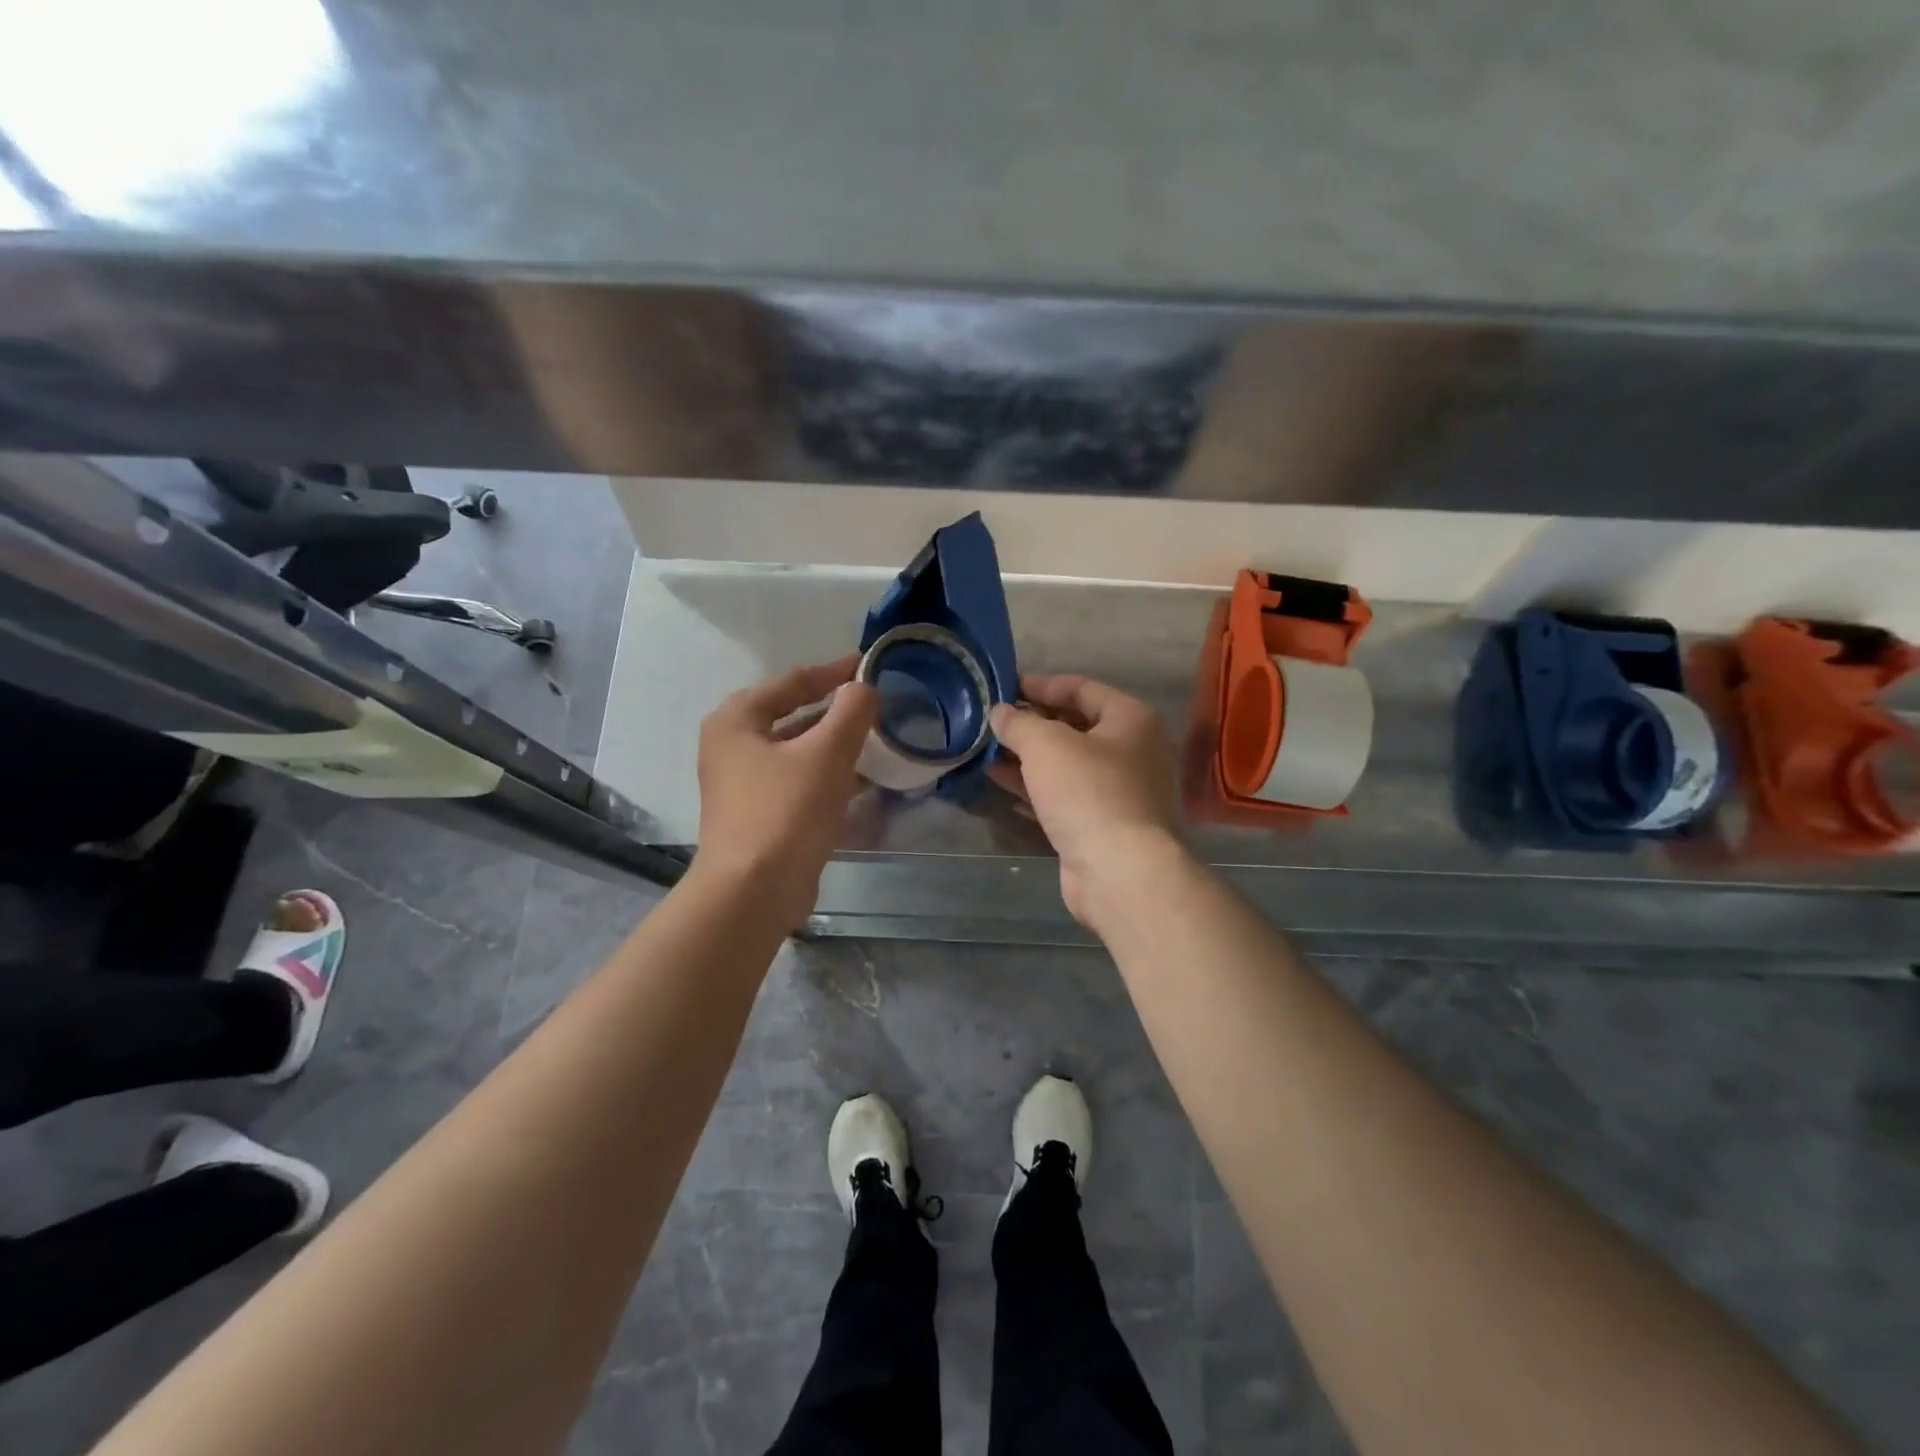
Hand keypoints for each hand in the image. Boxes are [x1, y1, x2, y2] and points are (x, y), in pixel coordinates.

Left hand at [694, 656, 878, 927]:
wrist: (754, 892)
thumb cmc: (786, 811)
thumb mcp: (827, 752)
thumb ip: (851, 711)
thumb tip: (863, 689)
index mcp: (737, 720)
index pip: (792, 681)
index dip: (833, 670)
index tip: (868, 664)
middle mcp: (734, 746)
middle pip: (793, 714)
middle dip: (836, 710)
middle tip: (876, 703)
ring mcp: (745, 783)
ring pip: (798, 750)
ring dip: (836, 744)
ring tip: (878, 739)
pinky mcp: (761, 813)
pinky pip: (800, 780)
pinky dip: (829, 774)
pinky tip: (863, 779)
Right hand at [987, 674, 1186, 927]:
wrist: (1120, 872)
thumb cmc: (1089, 792)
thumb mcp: (1047, 745)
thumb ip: (1019, 723)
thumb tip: (1000, 712)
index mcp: (1131, 719)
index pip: (1081, 688)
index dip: (1040, 685)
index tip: (1003, 687)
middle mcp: (1131, 750)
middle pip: (1074, 726)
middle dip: (1031, 723)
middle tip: (992, 720)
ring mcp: (1118, 790)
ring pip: (1065, 763)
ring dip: (1027, 755)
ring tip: (986, 748)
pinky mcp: (1100, 823)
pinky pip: (1062, 794)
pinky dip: (1033, 785)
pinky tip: (999, 780)